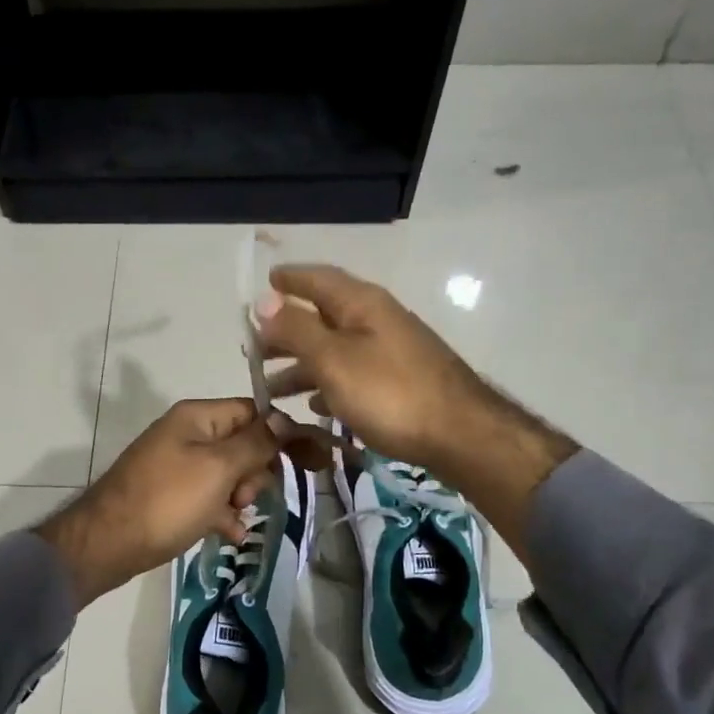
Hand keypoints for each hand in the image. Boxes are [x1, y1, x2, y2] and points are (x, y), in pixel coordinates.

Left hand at [35, 399, 282, 607]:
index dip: (283, 435)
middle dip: (255, 472)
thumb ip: (256, 443)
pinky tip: (231, 535)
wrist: (108, 543)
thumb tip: (286, 420)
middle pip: (244, 444)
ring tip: (234, 517)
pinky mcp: (173, 496)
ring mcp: (179, 466)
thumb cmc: (168, 500)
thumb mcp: (218, 468)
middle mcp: (188, 435)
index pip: (254, 412)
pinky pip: (210, 498)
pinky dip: (222, 514)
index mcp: (198, 417)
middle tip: (245, 496)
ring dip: (241, 496)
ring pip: (230, 475)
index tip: (310, 461)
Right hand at [255, 265, 494, 477]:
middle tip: (253, 350)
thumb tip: (263, 300)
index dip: (288, 279)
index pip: (317, 278)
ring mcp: (390, 351)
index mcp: (360, 304)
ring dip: (300, 365)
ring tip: (270, 388)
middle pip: (322, 316)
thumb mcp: (333, 359)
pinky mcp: (398, 382)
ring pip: (334, 350)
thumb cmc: (389, 393)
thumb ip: (296, 329)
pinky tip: (313, 406)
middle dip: (286, 331)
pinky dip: (327, 384)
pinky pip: (352, 374)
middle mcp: (376, 320)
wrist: (460, 435)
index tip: (264, 283)